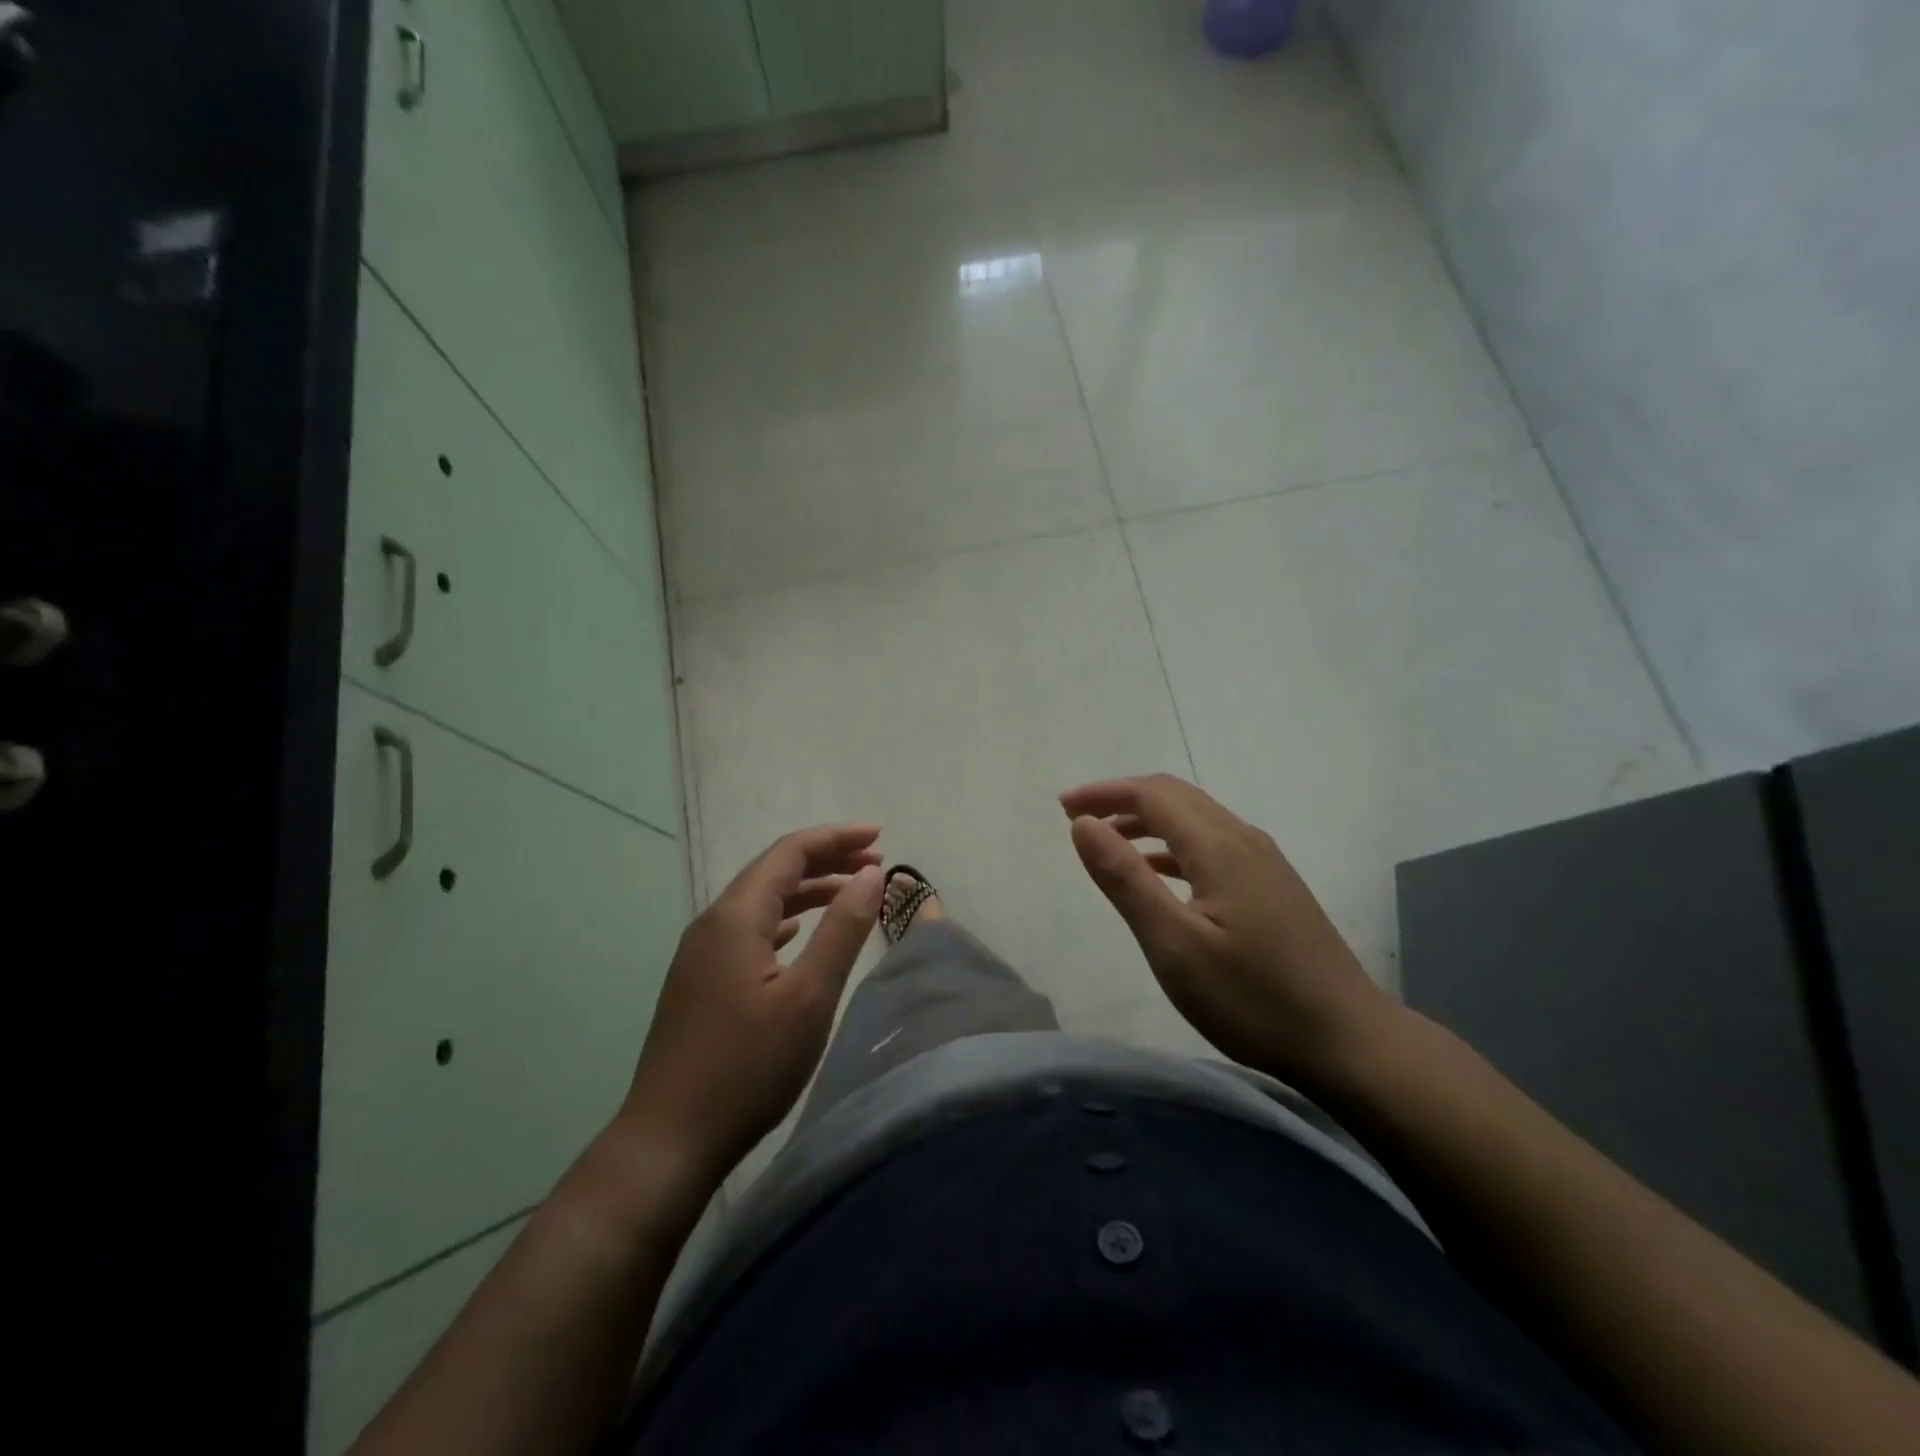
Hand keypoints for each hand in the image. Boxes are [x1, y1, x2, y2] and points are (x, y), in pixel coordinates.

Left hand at [620, 825, 884, 1187]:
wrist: (668, 1141)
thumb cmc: (747, 1067)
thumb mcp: (809, 996)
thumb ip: (842, 929)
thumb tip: (869, 874)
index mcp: (735, 917)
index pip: (790, 852)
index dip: (836, 838)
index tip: (880, 838)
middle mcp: (712, 923)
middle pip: (774, 870)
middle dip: (826, 859)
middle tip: (874, 862)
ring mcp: (701, 953)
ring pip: (761, 901)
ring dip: (807, 889)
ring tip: (850, 892)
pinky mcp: (700, 981)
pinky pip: (750, 929)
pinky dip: (785, 919)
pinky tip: (800, 932)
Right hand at [1061, 774, 1398, 1089]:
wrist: (1349, 1042)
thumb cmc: (1252, 998)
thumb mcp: (1174, 944)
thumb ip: (1125, 879)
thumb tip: (1083, 823)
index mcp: (1219, 846)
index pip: (1152, 795)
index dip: (1104, 793)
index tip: (1063, 806)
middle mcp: (1243, 839)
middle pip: (1176, 797)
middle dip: (1122, 799)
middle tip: (1078, 818)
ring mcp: (1264, 863)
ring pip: (1196, 820)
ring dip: (1148, 822)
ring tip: (1108, 843)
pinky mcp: (1273, 887)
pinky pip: (1212, 846)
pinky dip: (1173, 847)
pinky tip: (1159, 876)